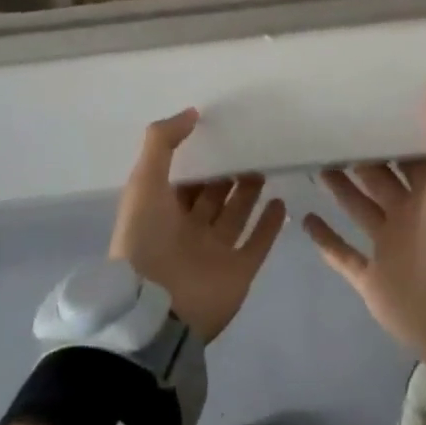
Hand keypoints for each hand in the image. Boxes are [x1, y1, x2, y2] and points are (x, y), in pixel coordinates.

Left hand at [109, 109, 286, 343]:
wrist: (157, 312)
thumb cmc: (145, 240)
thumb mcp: (144, 181)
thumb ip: (162, 142)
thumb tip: (192, 112)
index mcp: (163, 212)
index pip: (186, 179)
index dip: (199, 157)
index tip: (220, 131)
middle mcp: (190, 230)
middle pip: (213, 195)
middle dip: (228, 173)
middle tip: (250, 145)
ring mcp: (215, 252)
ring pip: (236, 214)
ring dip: (249, 192)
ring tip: (265, 164)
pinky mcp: (238, 272)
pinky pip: (257, 243)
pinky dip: (270, 224)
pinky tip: (281, 202)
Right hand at [304, 78, 425, 368]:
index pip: (407, 156)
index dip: (391, 134)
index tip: (365, 105)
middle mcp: (409, 215)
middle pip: (378, 179)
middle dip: (359, 157)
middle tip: (330, 128)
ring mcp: (388, 247)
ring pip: (357, 209)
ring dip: (339, 188)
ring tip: (314, 160)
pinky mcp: (370, 277)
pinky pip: (342, 255)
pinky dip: (324, 239)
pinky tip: (303, 217)